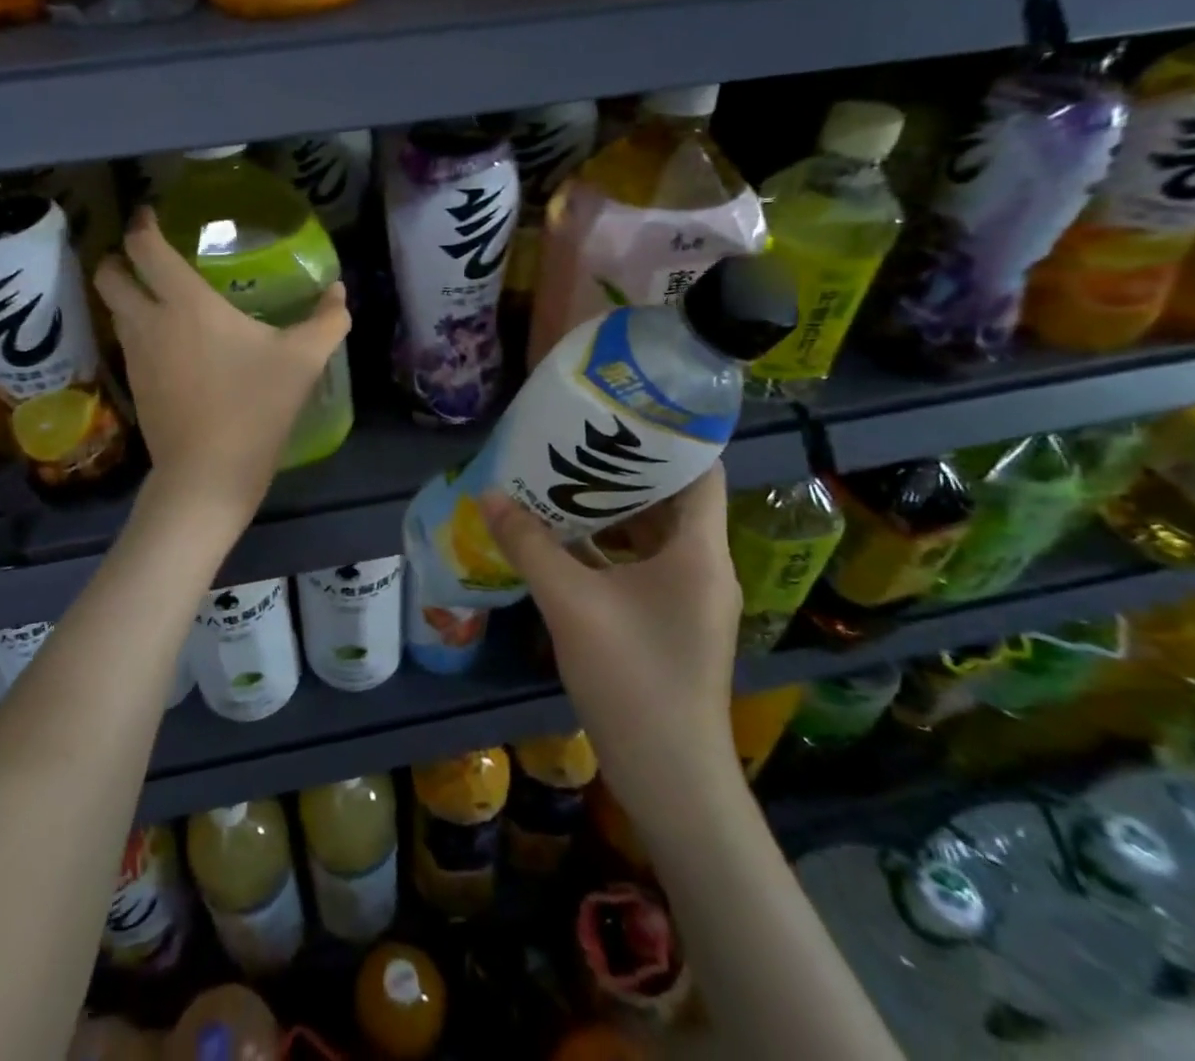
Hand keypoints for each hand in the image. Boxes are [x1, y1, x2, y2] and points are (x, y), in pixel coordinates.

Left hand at [94, 208, 349, 521]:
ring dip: (127, 294)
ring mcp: (135, 356)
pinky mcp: (135, 385)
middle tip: (149, 256)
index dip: (142, 224)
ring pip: (114, 309)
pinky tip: (172, 342)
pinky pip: (127, 341)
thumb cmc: (254, 407)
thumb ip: (326, 321)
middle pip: (109, 274)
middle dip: (119, 257)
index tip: (151, 214)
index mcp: (185, 304)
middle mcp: (149, 321)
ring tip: (161, 295)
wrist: (207, 475)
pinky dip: (138, 328)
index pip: (144, 248)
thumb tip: (338, 292)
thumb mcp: (302, 361)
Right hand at [481, 463, 741, 786]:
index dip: (665, 439)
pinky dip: (608, 548)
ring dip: (610, 511)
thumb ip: (529, 544)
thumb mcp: (571, 603)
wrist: (670, 778)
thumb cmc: (632, 678)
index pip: (699, 472)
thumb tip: (490, 494)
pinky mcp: (670, 622)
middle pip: (670, 500)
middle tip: (572, 444)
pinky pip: (641, 566)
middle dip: (621, 471)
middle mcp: (704, 566)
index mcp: (699, 551)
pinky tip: (563, 542)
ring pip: (652, 535)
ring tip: (560, 482)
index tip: (617, 416)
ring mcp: (688, 597)